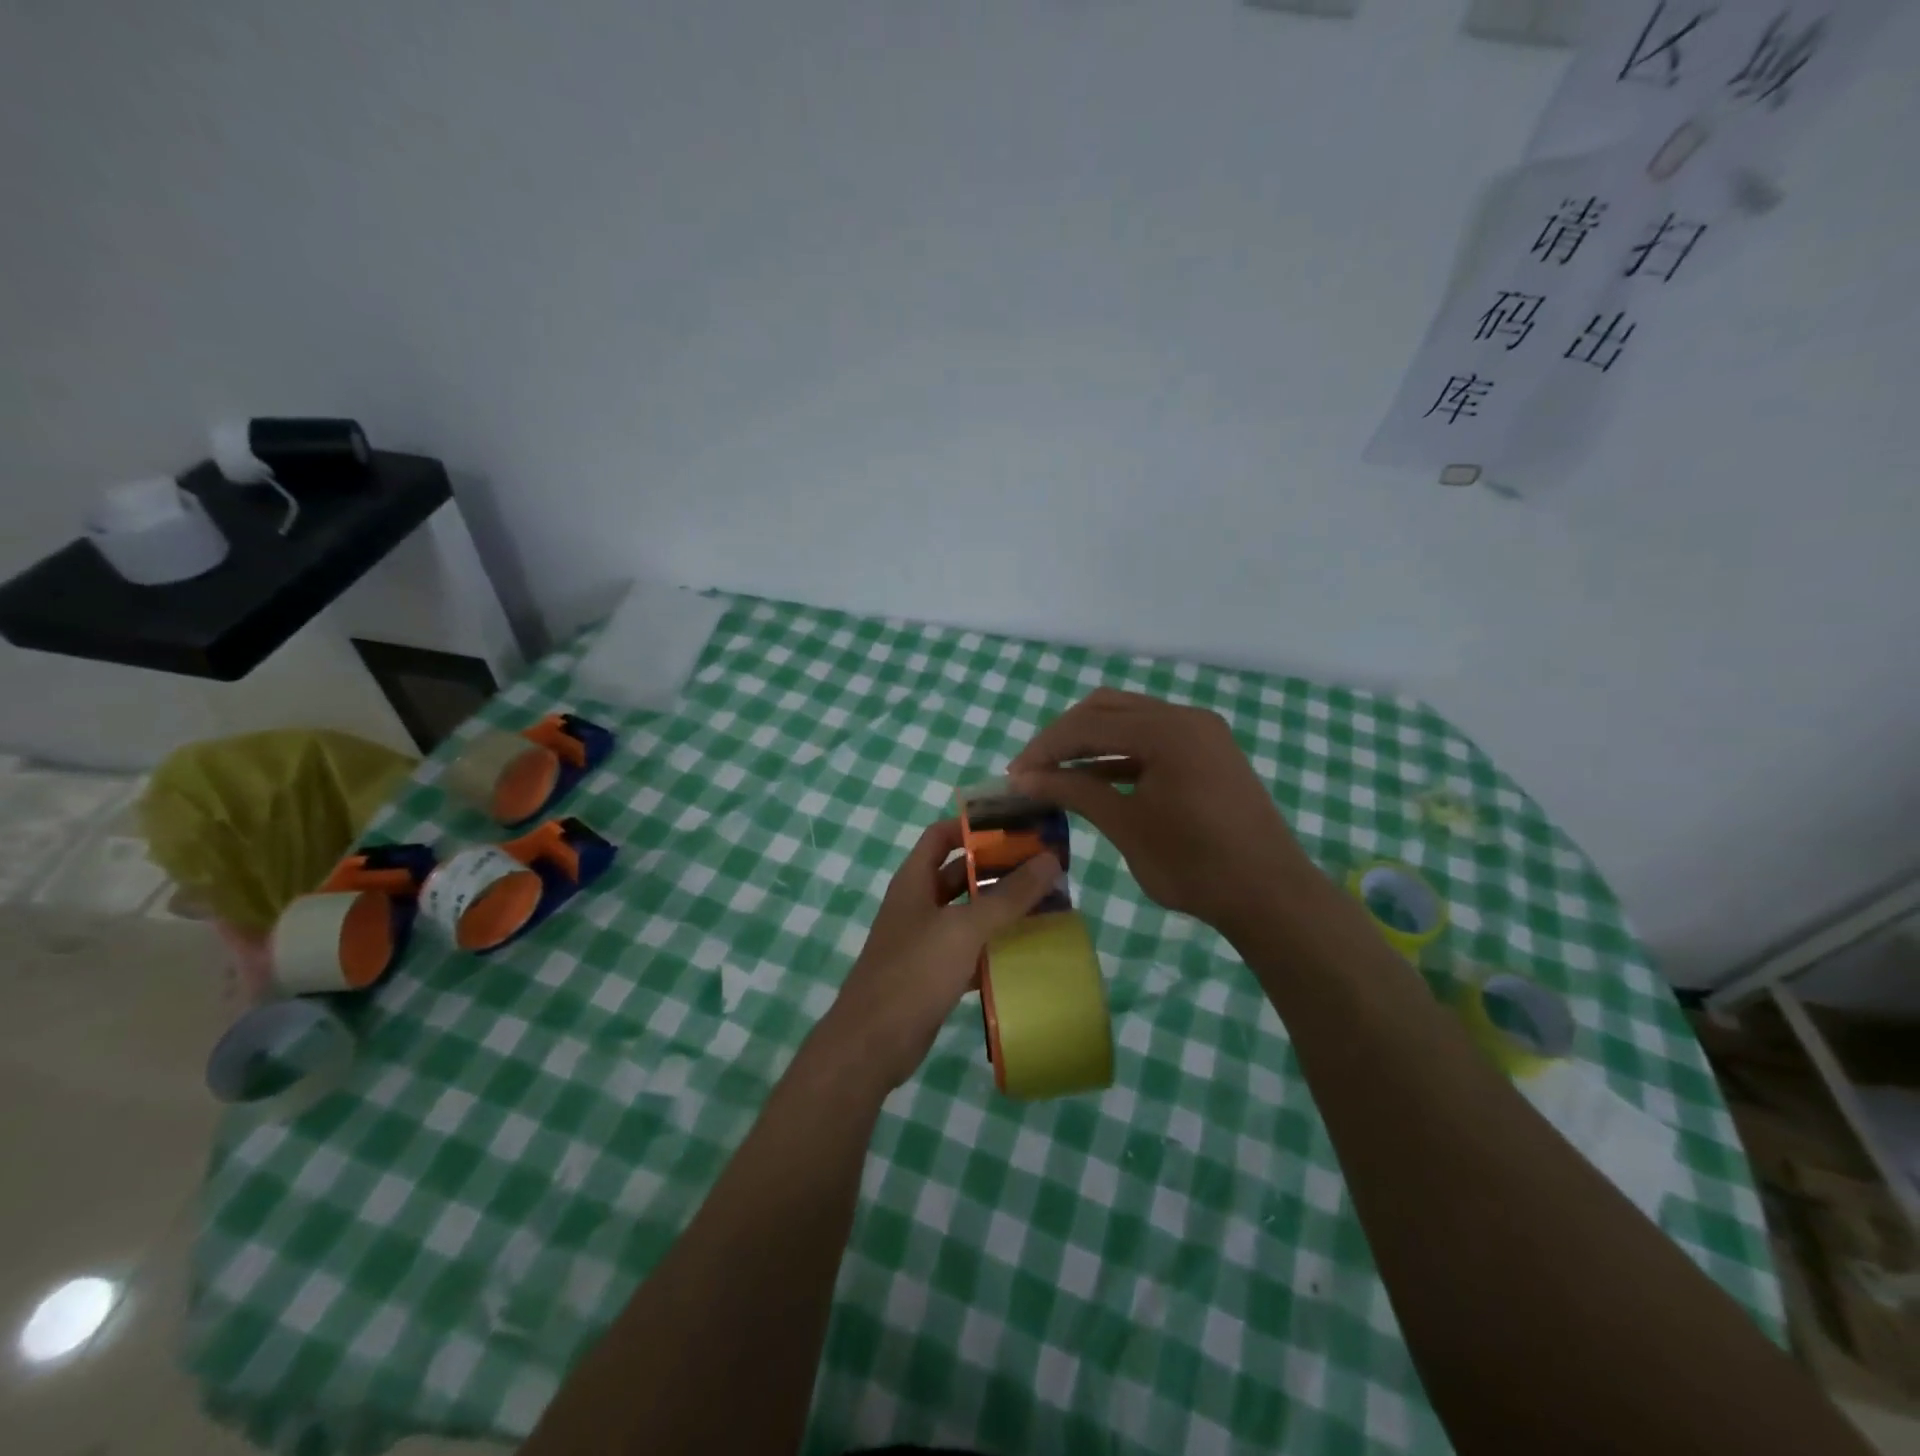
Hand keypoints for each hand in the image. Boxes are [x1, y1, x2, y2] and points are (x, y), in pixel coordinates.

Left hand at [812, 819, 1060, 1093]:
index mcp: (914, 881)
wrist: (873, 1043)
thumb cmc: (914, 972)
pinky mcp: (934, 974)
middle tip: (1043, 867)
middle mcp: (918, 904)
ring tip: (1046, 904)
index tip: (1015, 826)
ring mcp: (925, 940)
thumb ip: (1008, 896)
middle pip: (960, 873)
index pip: (942, 835)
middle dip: (998, 868)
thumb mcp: (964, 928)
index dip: (974, 826)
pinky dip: (994, 947)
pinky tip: (1027, 950)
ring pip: (968, 914)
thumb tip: (1049, 859)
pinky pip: (970, 950)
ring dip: (1001, 909)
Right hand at [1009, 688, 1316, 941]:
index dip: (1045, 748)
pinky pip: (1153, 738)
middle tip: (1033, 770)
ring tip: (1057, 773)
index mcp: (1166, 730)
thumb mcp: (1126, 826)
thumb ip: (1075, 791)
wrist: (1270, 895)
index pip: (1088, 724)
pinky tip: (1096, 778)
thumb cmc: (1195, 865)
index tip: (1014, 776)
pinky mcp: (1209, 751)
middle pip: (1107, 708)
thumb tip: (1024, 777)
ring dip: (1091, 741)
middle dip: (1064, 736)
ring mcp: (1202, 732)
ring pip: (1130, 719)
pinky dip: (1120, 753)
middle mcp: (1185, 717)